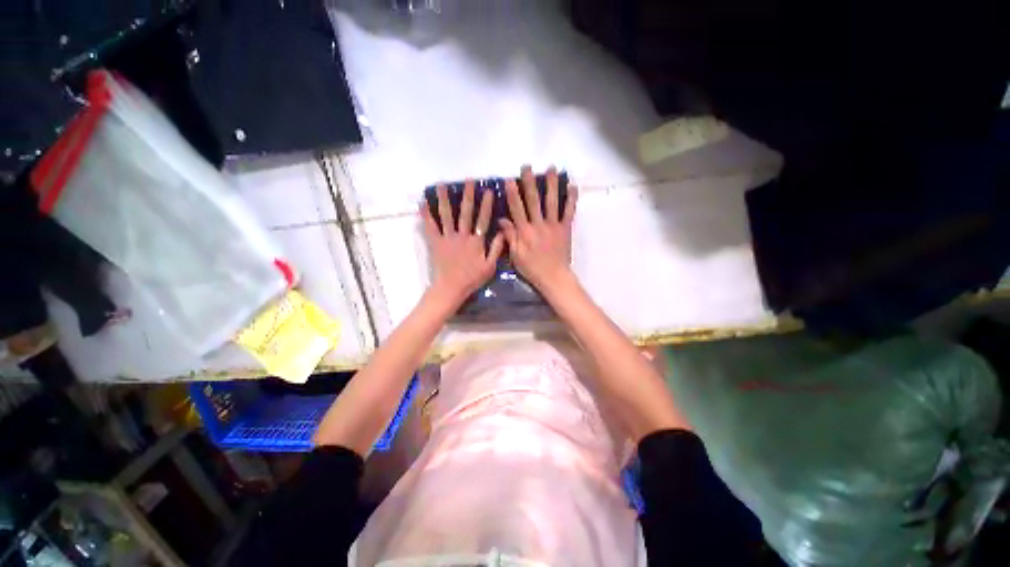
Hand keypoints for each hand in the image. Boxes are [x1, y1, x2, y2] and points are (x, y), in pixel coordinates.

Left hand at [422, 179, 504, 304]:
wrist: (451, 287)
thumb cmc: (472, 278)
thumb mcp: (490, 266)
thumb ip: (497, 248)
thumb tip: (503, 232)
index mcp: (476, 241)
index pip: (483, 219)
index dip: (486, 205)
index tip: (488, 190)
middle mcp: (462, 235)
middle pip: (465, 213)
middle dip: (468, 196)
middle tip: (468, 181)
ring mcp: (447, 238)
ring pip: (446, 216)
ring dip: (444, 199)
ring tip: (441, 185)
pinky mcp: (436, 243)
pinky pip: (430, 227)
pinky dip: (426, 215)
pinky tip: (422, 203)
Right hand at [499, 165, 578, 292]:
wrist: (554, 277)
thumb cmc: (532, 268)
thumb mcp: (516, 256)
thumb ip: (510, 237)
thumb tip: (502, 219)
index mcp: (525, 232)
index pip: (517, 209)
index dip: (513, 193)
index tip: (510, 179)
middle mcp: (539, 224)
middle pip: (534, 200)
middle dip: (530, 182)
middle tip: (527, 166)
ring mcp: (554, 225)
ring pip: (552, 201)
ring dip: (551, 184)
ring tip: (551, 168)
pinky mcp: (565, 229)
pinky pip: (569, 212)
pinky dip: (571, 199)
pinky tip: (572, 186)